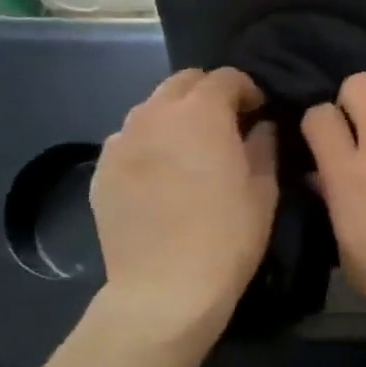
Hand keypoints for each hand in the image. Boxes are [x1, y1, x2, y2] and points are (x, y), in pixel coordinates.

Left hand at [91, 68, 277, 339]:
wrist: (164, 289)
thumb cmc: (227, 237)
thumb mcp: (263, 191)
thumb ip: (264, 147)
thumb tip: (260, 127)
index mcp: (201, 113)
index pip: (225, 78)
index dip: (246, 90)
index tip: (258, 113)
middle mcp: (155, 114)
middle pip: (182, 83)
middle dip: (207, 95)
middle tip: (225, 126)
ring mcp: (121, 141)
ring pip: (151, 110)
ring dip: (175, 118)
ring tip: (189, 152)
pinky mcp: (101, 171)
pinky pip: (129, 142)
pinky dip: (149, 147)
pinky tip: (161, 179)